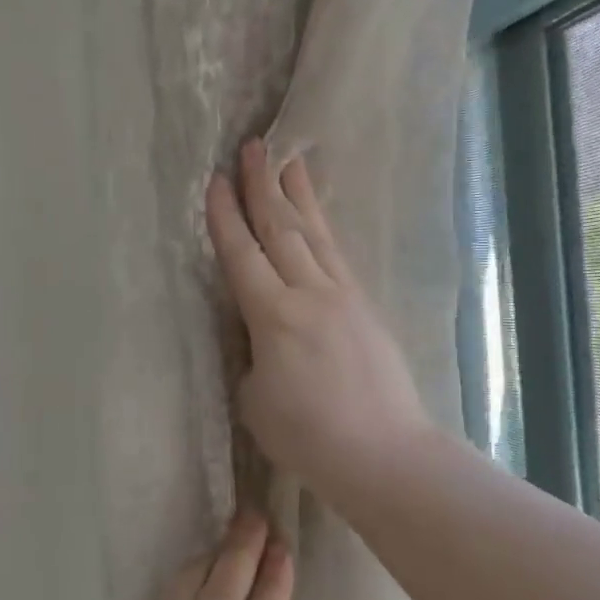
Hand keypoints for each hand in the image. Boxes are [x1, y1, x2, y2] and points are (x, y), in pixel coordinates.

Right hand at [206, 140, 434, 500]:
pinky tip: (318, 220)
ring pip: (315, 235)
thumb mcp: (255, 399)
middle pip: (281, 229)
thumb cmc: (308, 437)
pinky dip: (322, 230)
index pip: (242, 255)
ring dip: (299, 195)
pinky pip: (337, 256)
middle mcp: (309, 293)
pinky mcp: (365, 308)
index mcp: (273, 316)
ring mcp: (343, 297)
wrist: (383, 453)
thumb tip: (262, 336)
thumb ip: (253, 355)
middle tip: (254, 146)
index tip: (216, 180)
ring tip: (290, 160)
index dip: (226, 216)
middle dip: (263, 186)